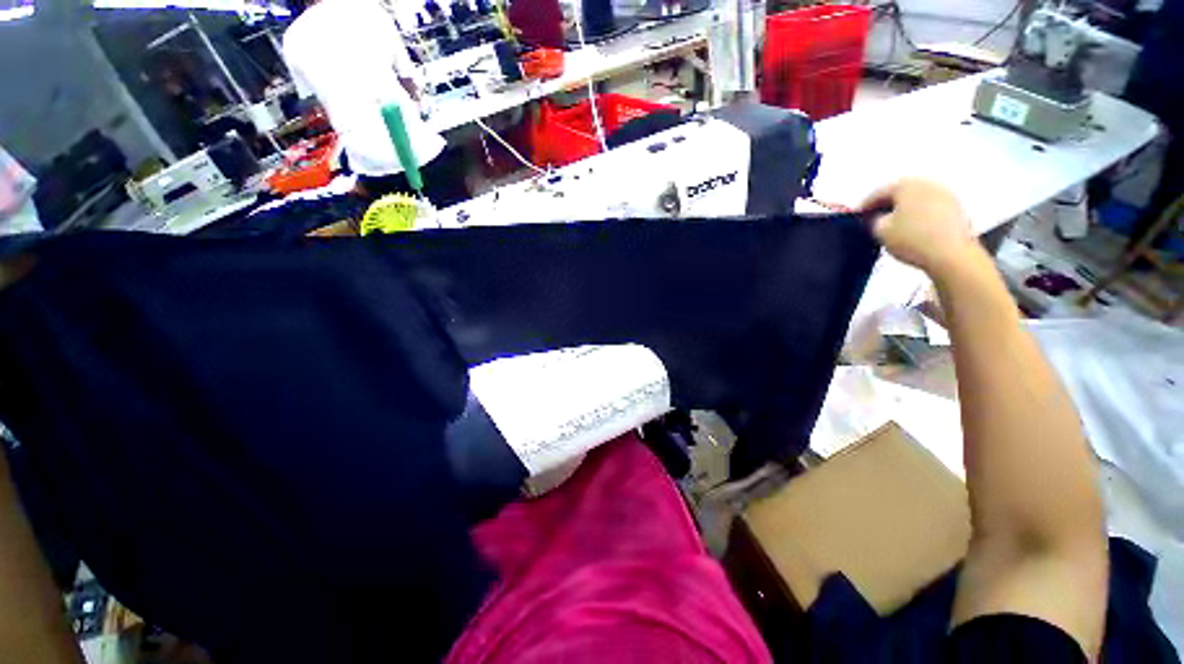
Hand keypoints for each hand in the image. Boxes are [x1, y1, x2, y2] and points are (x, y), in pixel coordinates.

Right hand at [861, 179, 979, 275]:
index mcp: (906, 185)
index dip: (864, 206)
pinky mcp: (957, 209)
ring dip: (903, 211)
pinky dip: (918, 216)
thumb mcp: (880, 231)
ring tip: (893, 227)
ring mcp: (946, 195)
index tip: (857, 217)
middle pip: (900, 193)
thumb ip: (873, 221)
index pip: (878, 193)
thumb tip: (875, 218)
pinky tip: (912, 230)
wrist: (951, 254)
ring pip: (916, 200)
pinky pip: (930, 208)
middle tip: (874, 220)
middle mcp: (927, 184)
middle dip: (886, 206)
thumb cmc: (912, 239)